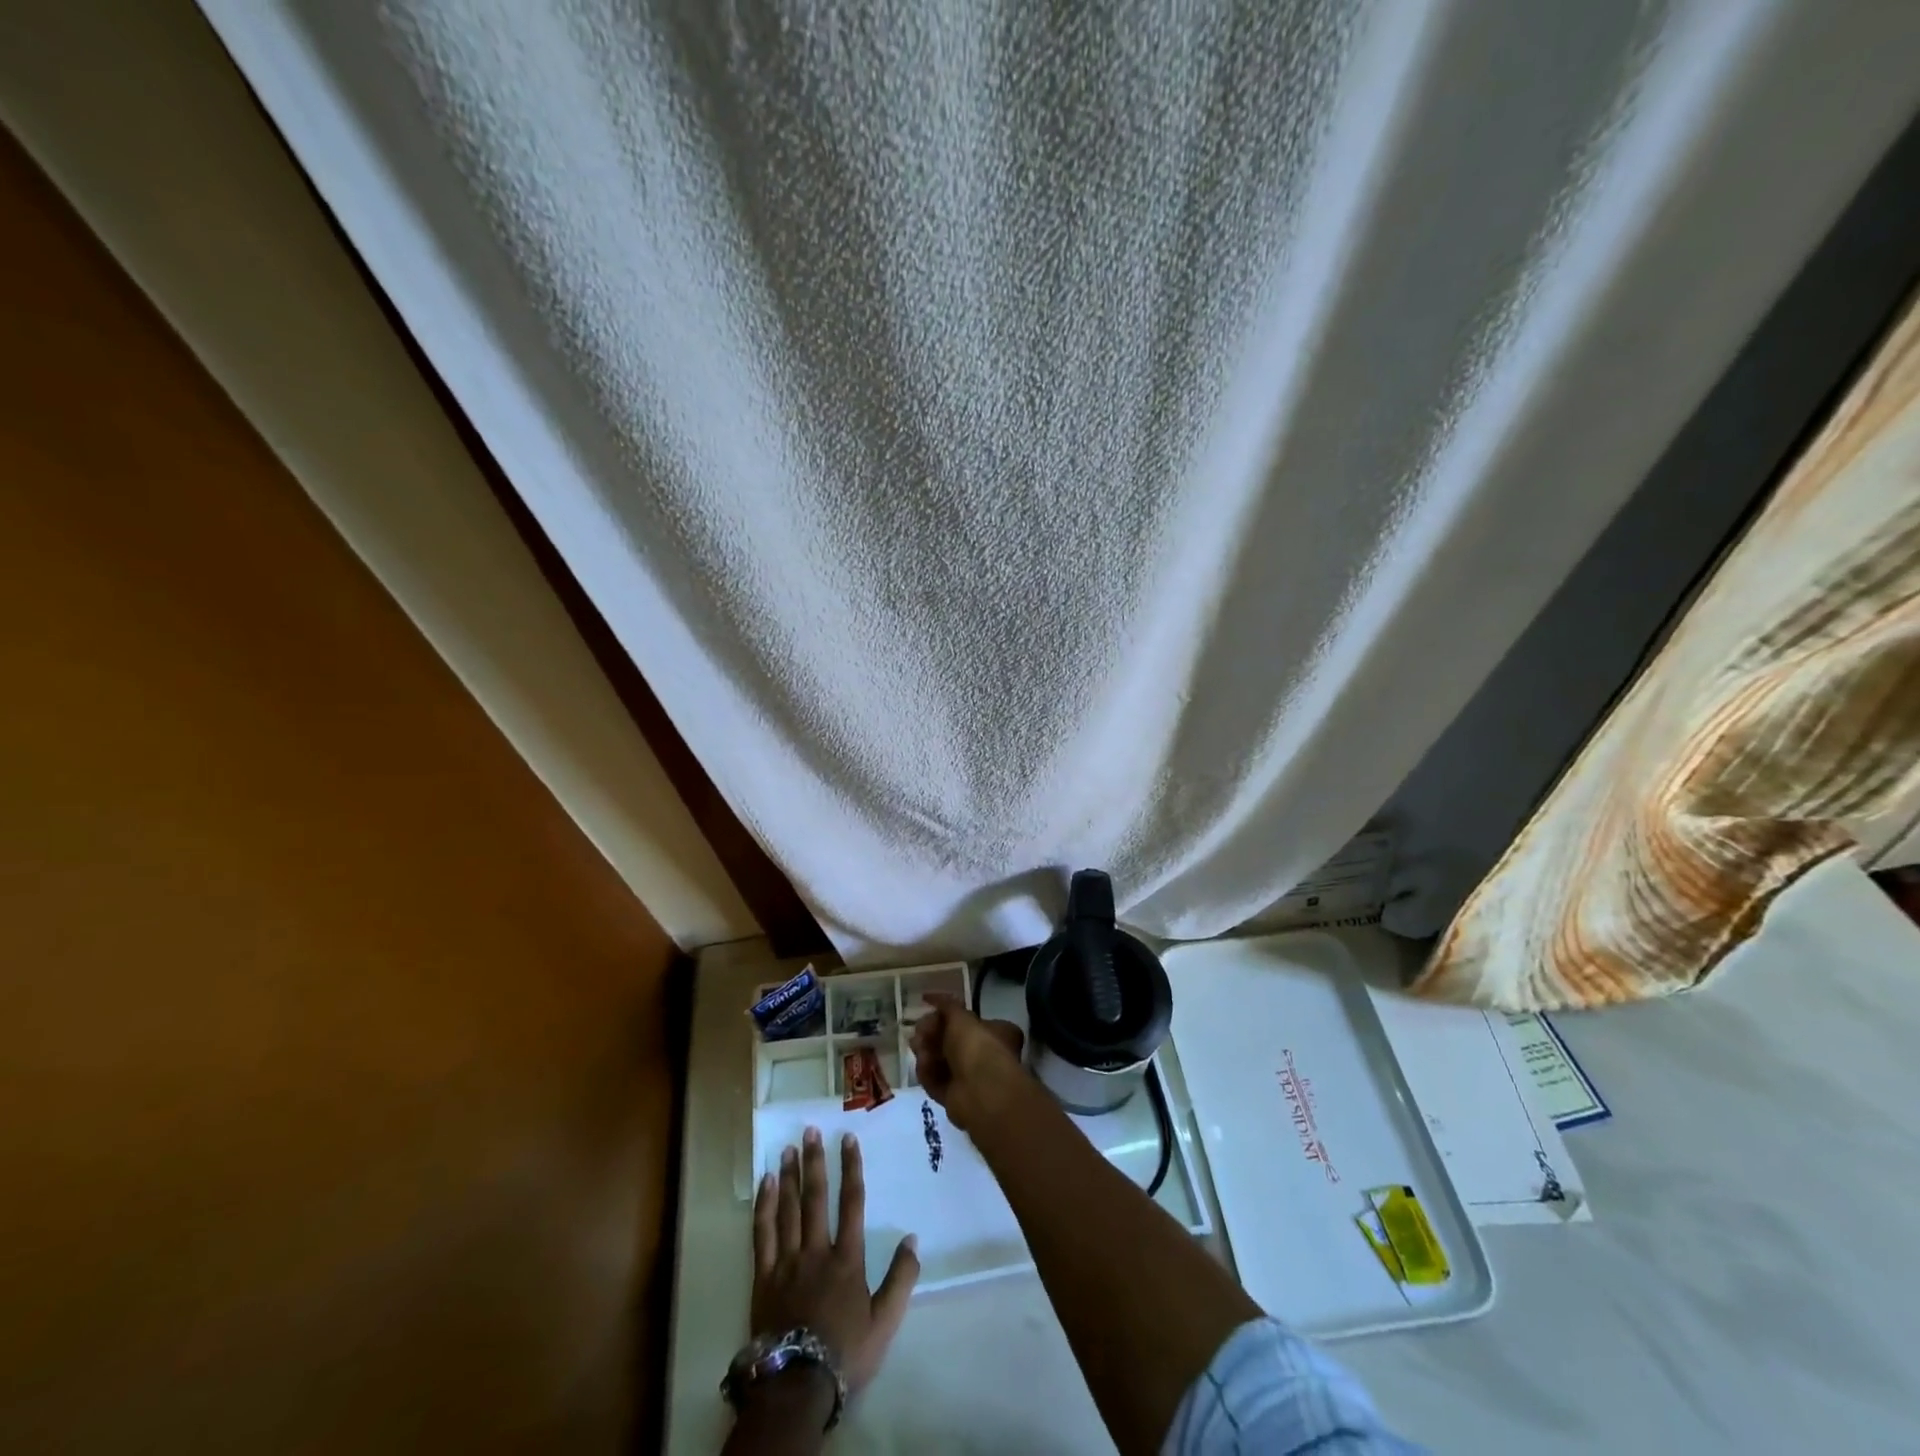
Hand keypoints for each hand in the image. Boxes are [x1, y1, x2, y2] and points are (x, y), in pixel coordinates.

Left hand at [752, 1127, 919, 1402]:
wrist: (797, 1386)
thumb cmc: (845, 1353)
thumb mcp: (884, 1321)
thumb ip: (901, 1278)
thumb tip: (913, 1239)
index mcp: (846, 1259)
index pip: (852, 1203)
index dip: (851, 1168)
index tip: (848, 1140)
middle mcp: (816, 1251)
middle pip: (815, 1198)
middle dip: (814, 1162)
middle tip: (810, 1131)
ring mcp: (786, 1262)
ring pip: (788, 1209)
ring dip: (789, 1176)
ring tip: (788, 1148)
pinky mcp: (763, 1277)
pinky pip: (762, 1234)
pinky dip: (764, 1206)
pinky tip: (765, 1184)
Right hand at [907, 993, 1028, 1131]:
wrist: (980, 1091)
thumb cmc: (977, 1046)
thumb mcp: (961, 1017)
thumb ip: (946, 1005)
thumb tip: (930, 997)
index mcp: (997, 1033)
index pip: (969, 1021)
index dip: (948, 1015)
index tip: (929, 1011)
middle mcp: (986, 1055)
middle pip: (952, 1041)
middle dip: (932, 1034)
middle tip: (918, 1030)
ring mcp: (971, 1079)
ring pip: (942, 1061)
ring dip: (927, 1052)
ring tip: (917, 1046)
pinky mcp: (955, 1098)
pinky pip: (936, 1081)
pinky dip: (928, 1072)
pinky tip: (922, 1064)